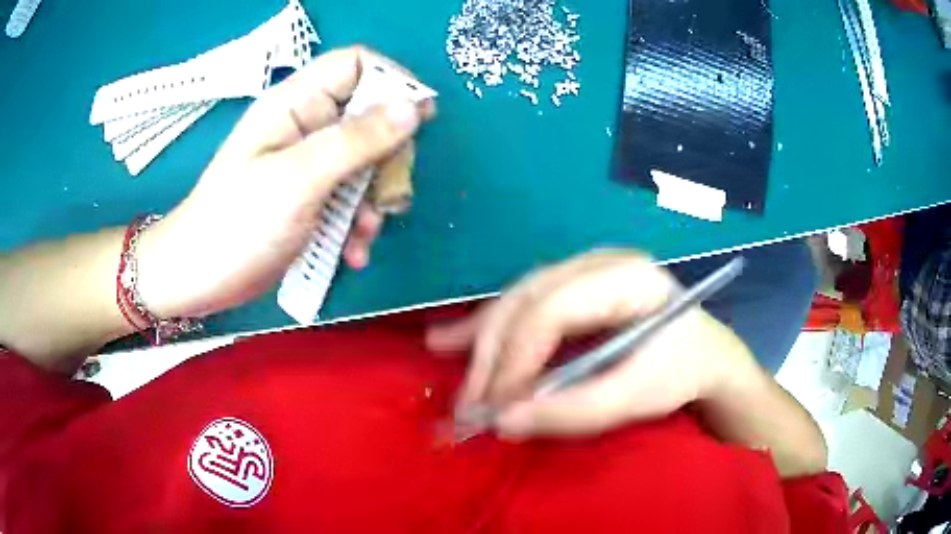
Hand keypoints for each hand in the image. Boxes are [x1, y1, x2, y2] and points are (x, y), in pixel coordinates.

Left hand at [136, 47, 435, 317]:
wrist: (199, 279)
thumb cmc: (237, 224)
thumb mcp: (299, 179)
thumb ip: (357, 140)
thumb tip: (413, 108)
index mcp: (296, 103)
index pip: (356, 65)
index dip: (392, 82)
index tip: (420, 118)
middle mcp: (304, 125)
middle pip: (369, 116)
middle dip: (388, 155)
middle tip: (391, 192)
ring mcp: (307, 164)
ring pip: (365, 162)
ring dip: (374, 199)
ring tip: (365, 234)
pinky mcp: (308, 197)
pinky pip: (349, 196)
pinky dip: (357, 223)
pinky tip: (352, 252)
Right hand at [426, 250, 758, 438]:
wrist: (704, 354)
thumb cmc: (680, 372)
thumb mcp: (639, 397)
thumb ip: (574, 411)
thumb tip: (502, 422)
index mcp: (624, 277)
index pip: (553, 311)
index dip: (517, 360)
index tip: (496, 410)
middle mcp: (596, 263)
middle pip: (526, 302)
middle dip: (492, 358)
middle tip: (470, 407)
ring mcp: (581, 271)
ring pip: (515, 302)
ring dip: (481, 345)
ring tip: (454, 381)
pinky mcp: (570, 288)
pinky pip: (520, 306)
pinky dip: (485, 329)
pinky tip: (447, 339)